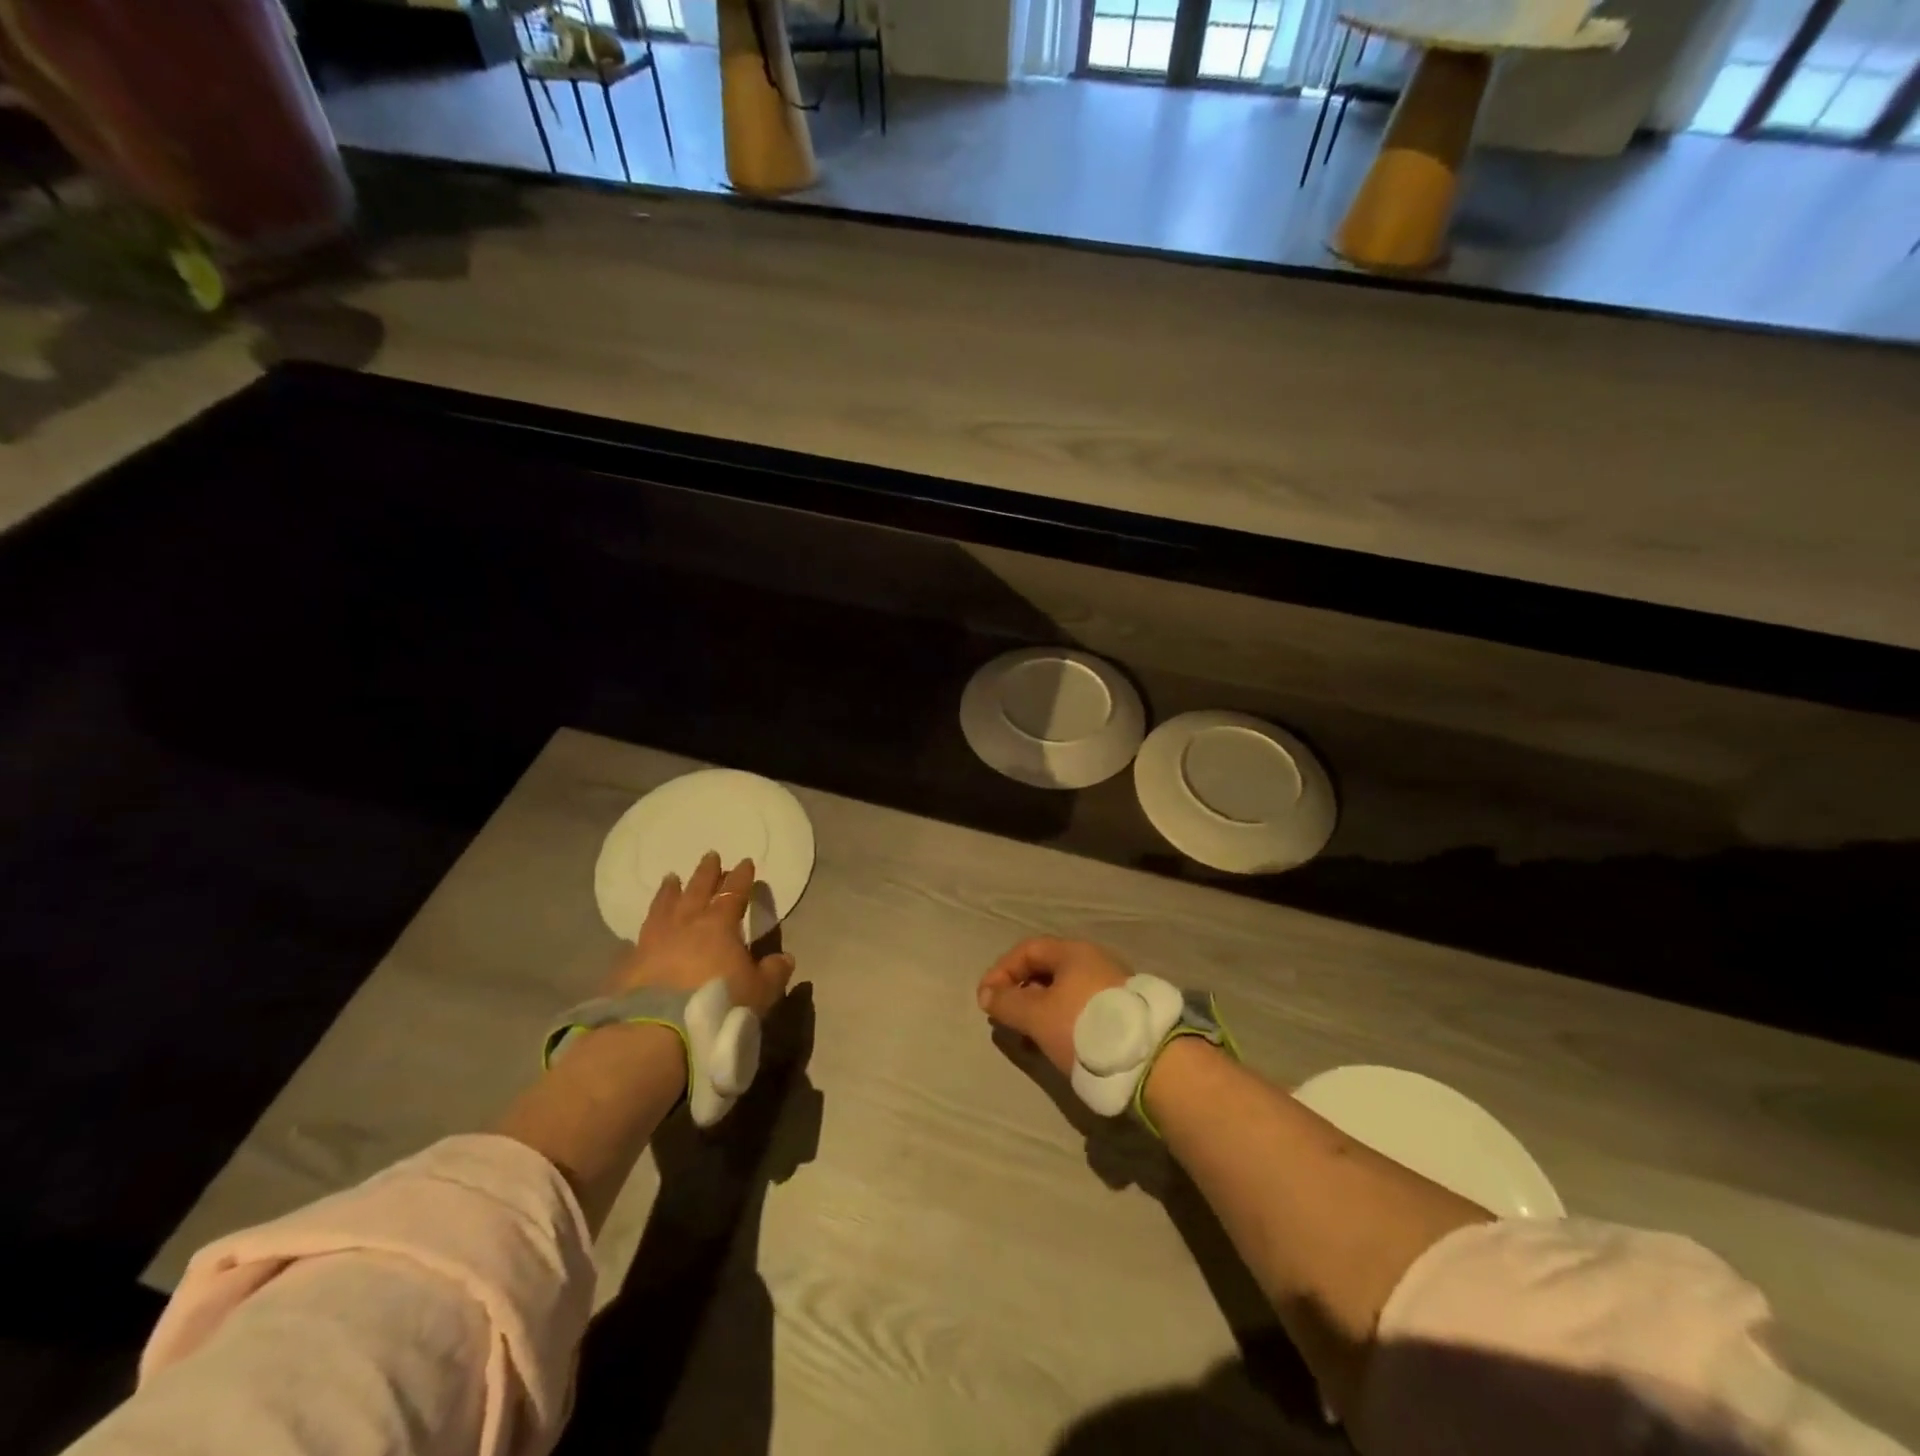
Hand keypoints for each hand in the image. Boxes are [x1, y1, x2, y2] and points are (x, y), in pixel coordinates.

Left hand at [606, 851, 795, 1016]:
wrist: (656, 1032)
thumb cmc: (718, 1005)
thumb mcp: (760, 992)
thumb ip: (773, 972)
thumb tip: (784, 958)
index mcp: (719, 925)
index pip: (733, 893)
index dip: (741, 878)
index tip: (745, 862)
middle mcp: (685, 925)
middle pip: (697, 890)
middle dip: (706, 872)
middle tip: (710, 855)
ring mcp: (653, 942)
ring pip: (663, 907)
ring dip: (670, 891)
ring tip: (671, 878)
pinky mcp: (628, 965)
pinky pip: (639, 938)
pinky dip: (646, 929)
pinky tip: (643, 930)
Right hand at [976, 937, 1130, 1076]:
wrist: (1149, 1059)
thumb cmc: (1084, 1027)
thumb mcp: (1036, 1016)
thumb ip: (1007, 1003)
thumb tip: (987, 994)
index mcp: (1073, 952)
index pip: (1027, 950)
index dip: (1001, 971)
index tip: (986, 999)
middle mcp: (1094, 960)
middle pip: (1047, 969)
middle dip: (1020, 992)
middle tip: (1006, 1018)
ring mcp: (1112, 984)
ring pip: (1064, 991)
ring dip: (1040, 1010)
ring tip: (1029, 1038)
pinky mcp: (1123, 1011)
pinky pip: (1081, 1007)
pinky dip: (1061, 1020)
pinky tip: (1057, 1044)